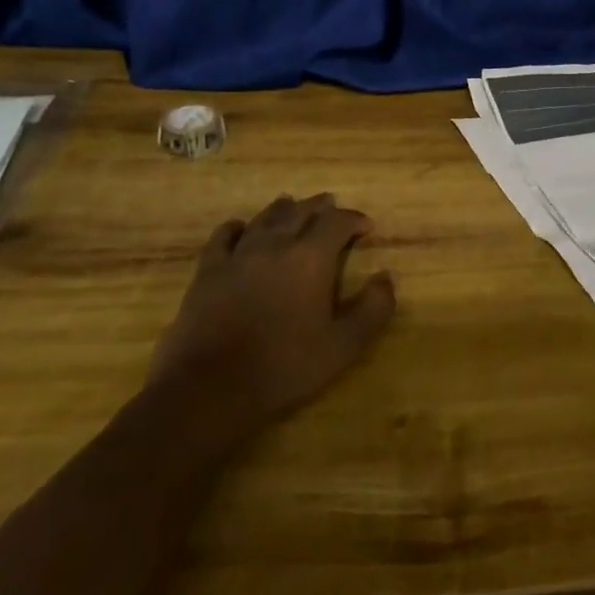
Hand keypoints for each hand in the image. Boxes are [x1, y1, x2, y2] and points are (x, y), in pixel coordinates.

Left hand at [151, 193, 395, 425]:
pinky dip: (237, 227)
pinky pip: (223, 236)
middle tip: (331, 205)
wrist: (209, 389)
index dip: (354, 219)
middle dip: (320, 206)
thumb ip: (373, 309)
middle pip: (300, 211)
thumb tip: (387, 277)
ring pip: (264, 218)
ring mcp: (238, 255)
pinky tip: (240, 228)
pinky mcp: (208, 271)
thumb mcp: (343, 346)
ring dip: (283, 209)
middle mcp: (275, 245)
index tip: (366, 227)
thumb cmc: (284, 368)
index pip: (337, 222)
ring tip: (292, 205)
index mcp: (311, 258)